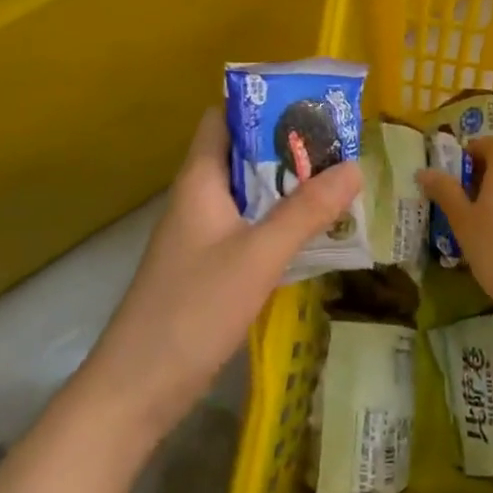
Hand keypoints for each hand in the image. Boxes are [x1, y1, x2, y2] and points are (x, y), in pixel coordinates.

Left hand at [82, 109, 361, 446]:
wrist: (137, 389)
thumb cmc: (193, 309)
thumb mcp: (258, 256)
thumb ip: (305, 211)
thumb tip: (355, 165)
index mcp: (199, 179)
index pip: (223, 117)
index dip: (260, 103)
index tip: (307, 102)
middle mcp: (198, 197)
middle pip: (241, 153)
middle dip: (287, 145)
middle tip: (339, 143)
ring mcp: (201, 233)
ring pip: (248, 192)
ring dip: (287, 185)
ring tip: (338, 180)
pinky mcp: (208, 265)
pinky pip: (248, 226)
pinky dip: (278, 220)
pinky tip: (313, 232)